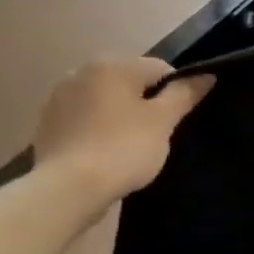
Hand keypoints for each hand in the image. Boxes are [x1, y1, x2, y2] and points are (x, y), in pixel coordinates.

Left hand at [31, 58, 214, 204]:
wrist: (68, 188)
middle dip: (146, 103)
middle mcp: (81, 72)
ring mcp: (59, 97)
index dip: (176, 93)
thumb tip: (206, 75)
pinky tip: (104, 152)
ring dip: (120, 115)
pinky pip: (85, 118)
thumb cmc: (123, 148)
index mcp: (112, 65)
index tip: (175, 121)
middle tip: (154, 135)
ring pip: (106, 100)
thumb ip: (185, 94)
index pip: (160, 68)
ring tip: (128, 146)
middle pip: (130, 82)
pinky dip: (98, 129)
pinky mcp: (47, 123)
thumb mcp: (163, 121)